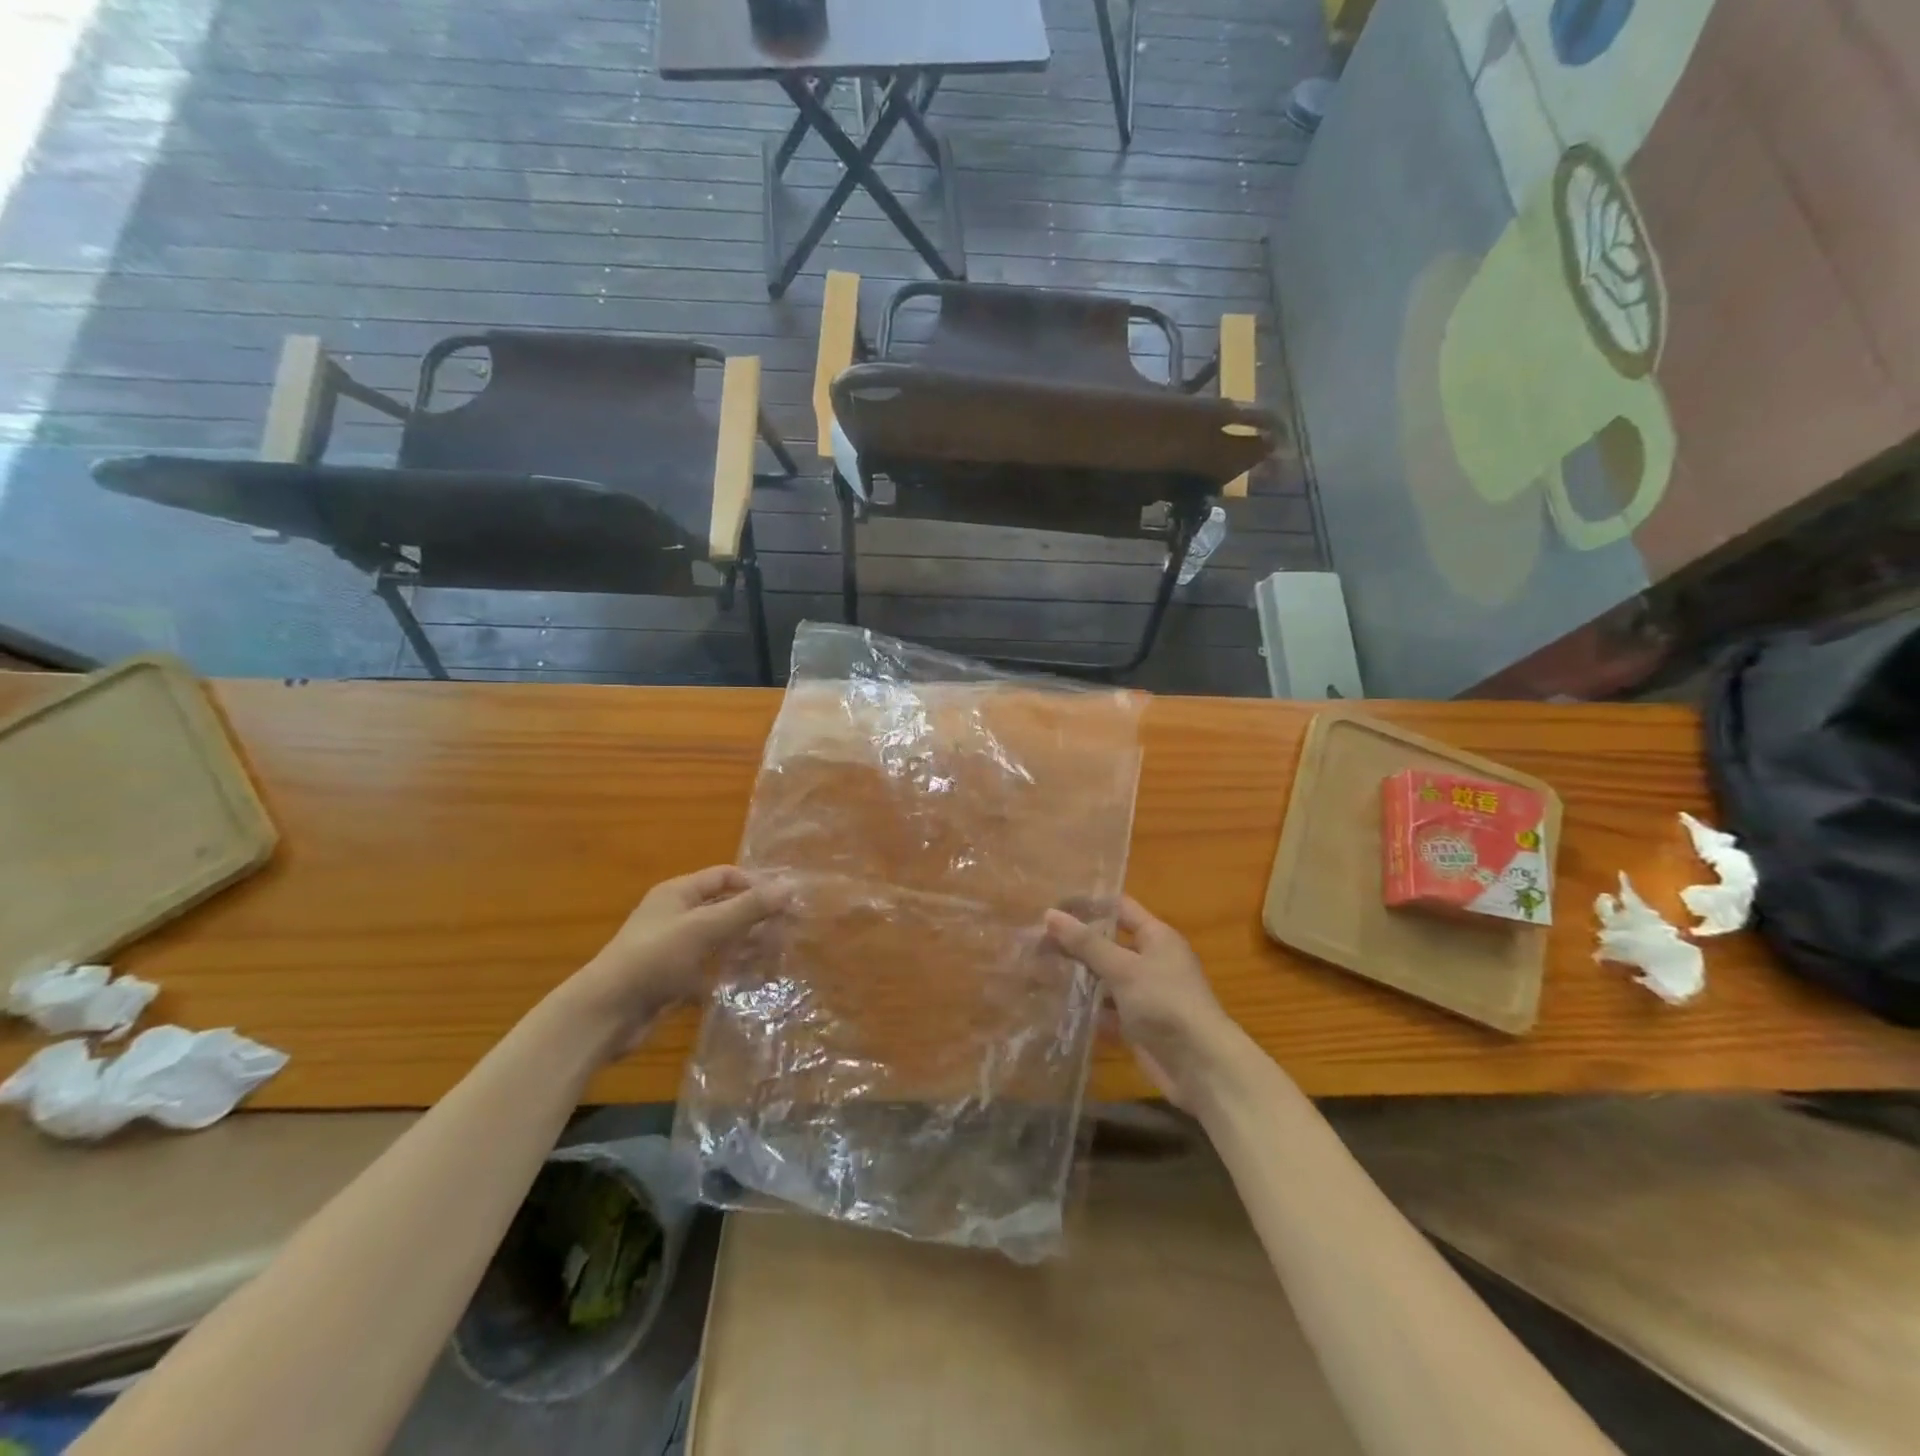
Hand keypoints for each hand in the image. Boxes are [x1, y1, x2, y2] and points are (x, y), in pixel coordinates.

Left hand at [560, 867, 790, 1056]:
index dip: (755, 883)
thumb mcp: (704, 927)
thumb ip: (747, 908)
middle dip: (756, 916)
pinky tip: (755, 979)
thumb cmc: (654, 958)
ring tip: (780, 953)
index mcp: (678, 893)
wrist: (606, 1014)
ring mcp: (675, 949)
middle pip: (725, 907)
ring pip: (721, 939)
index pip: (725, 876)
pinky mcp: (675, 979)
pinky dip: (732, 971)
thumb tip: (789, 886)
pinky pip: (711, 968)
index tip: (786, 901)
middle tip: (790, 929)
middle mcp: (677, 915)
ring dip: (748, 944)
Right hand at [1044, 898, 1240, 1108]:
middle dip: (1074, 944)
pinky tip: (1054, 1006)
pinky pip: (1105, 1010)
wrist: (1201, 1067)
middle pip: (1107, 944)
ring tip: (1035, 971)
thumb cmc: (1165, 1003)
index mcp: (1156, 937)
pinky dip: (1085, 1009)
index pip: (1119, 908)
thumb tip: (1050, 913)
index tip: (1052, 905)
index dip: (1088, 905)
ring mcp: (1144, 994)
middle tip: (1034, 942)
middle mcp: (1151, 961)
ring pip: (1104, 979)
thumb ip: (1086, 943)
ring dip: (1076, 977)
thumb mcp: (1123, 968)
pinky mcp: (1137, 1025)